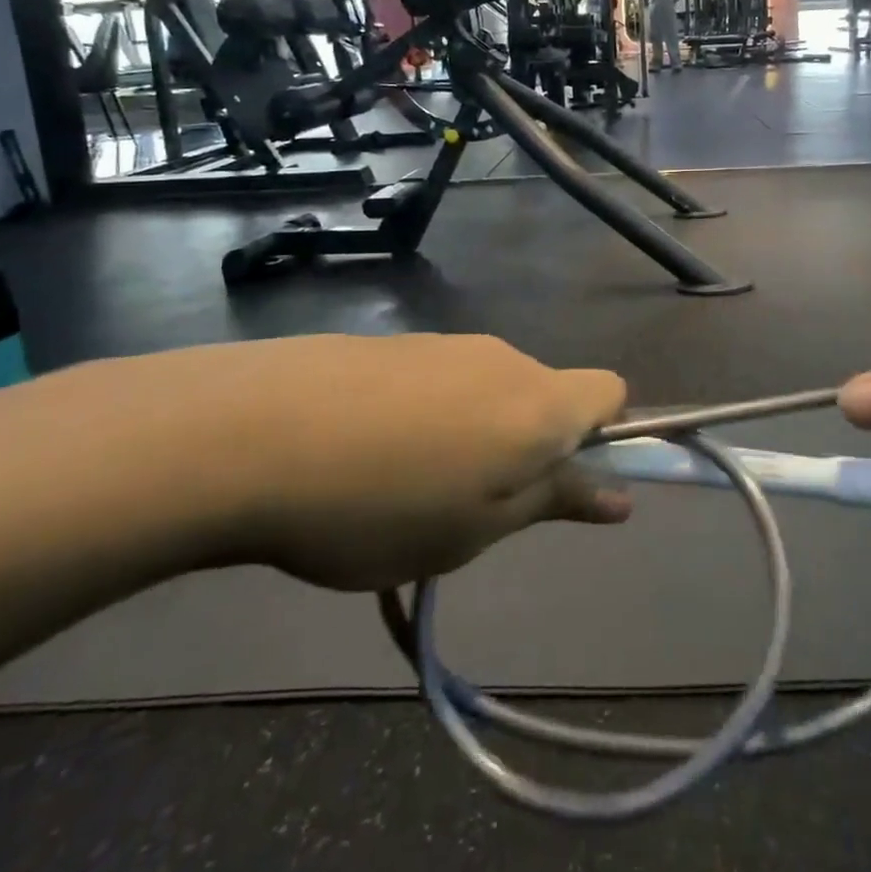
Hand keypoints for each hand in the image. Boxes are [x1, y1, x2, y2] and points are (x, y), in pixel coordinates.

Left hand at [115, 334, 630, 590]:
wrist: (250, 432)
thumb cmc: (381, 505)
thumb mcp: (475, 529)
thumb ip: (553, 502)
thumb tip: (620, 496)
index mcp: (539, 404)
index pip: (611, 392)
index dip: (601, 437)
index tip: (559, 482)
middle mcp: (502, 358)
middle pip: (545, 394)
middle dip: (529, 446)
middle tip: (473, 507)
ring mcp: (443, 343)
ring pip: (488, 390)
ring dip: (474, 433)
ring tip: (406, 489)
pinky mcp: (393, 342)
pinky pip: (438, 380)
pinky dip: (427, 415)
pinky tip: (366, 454)